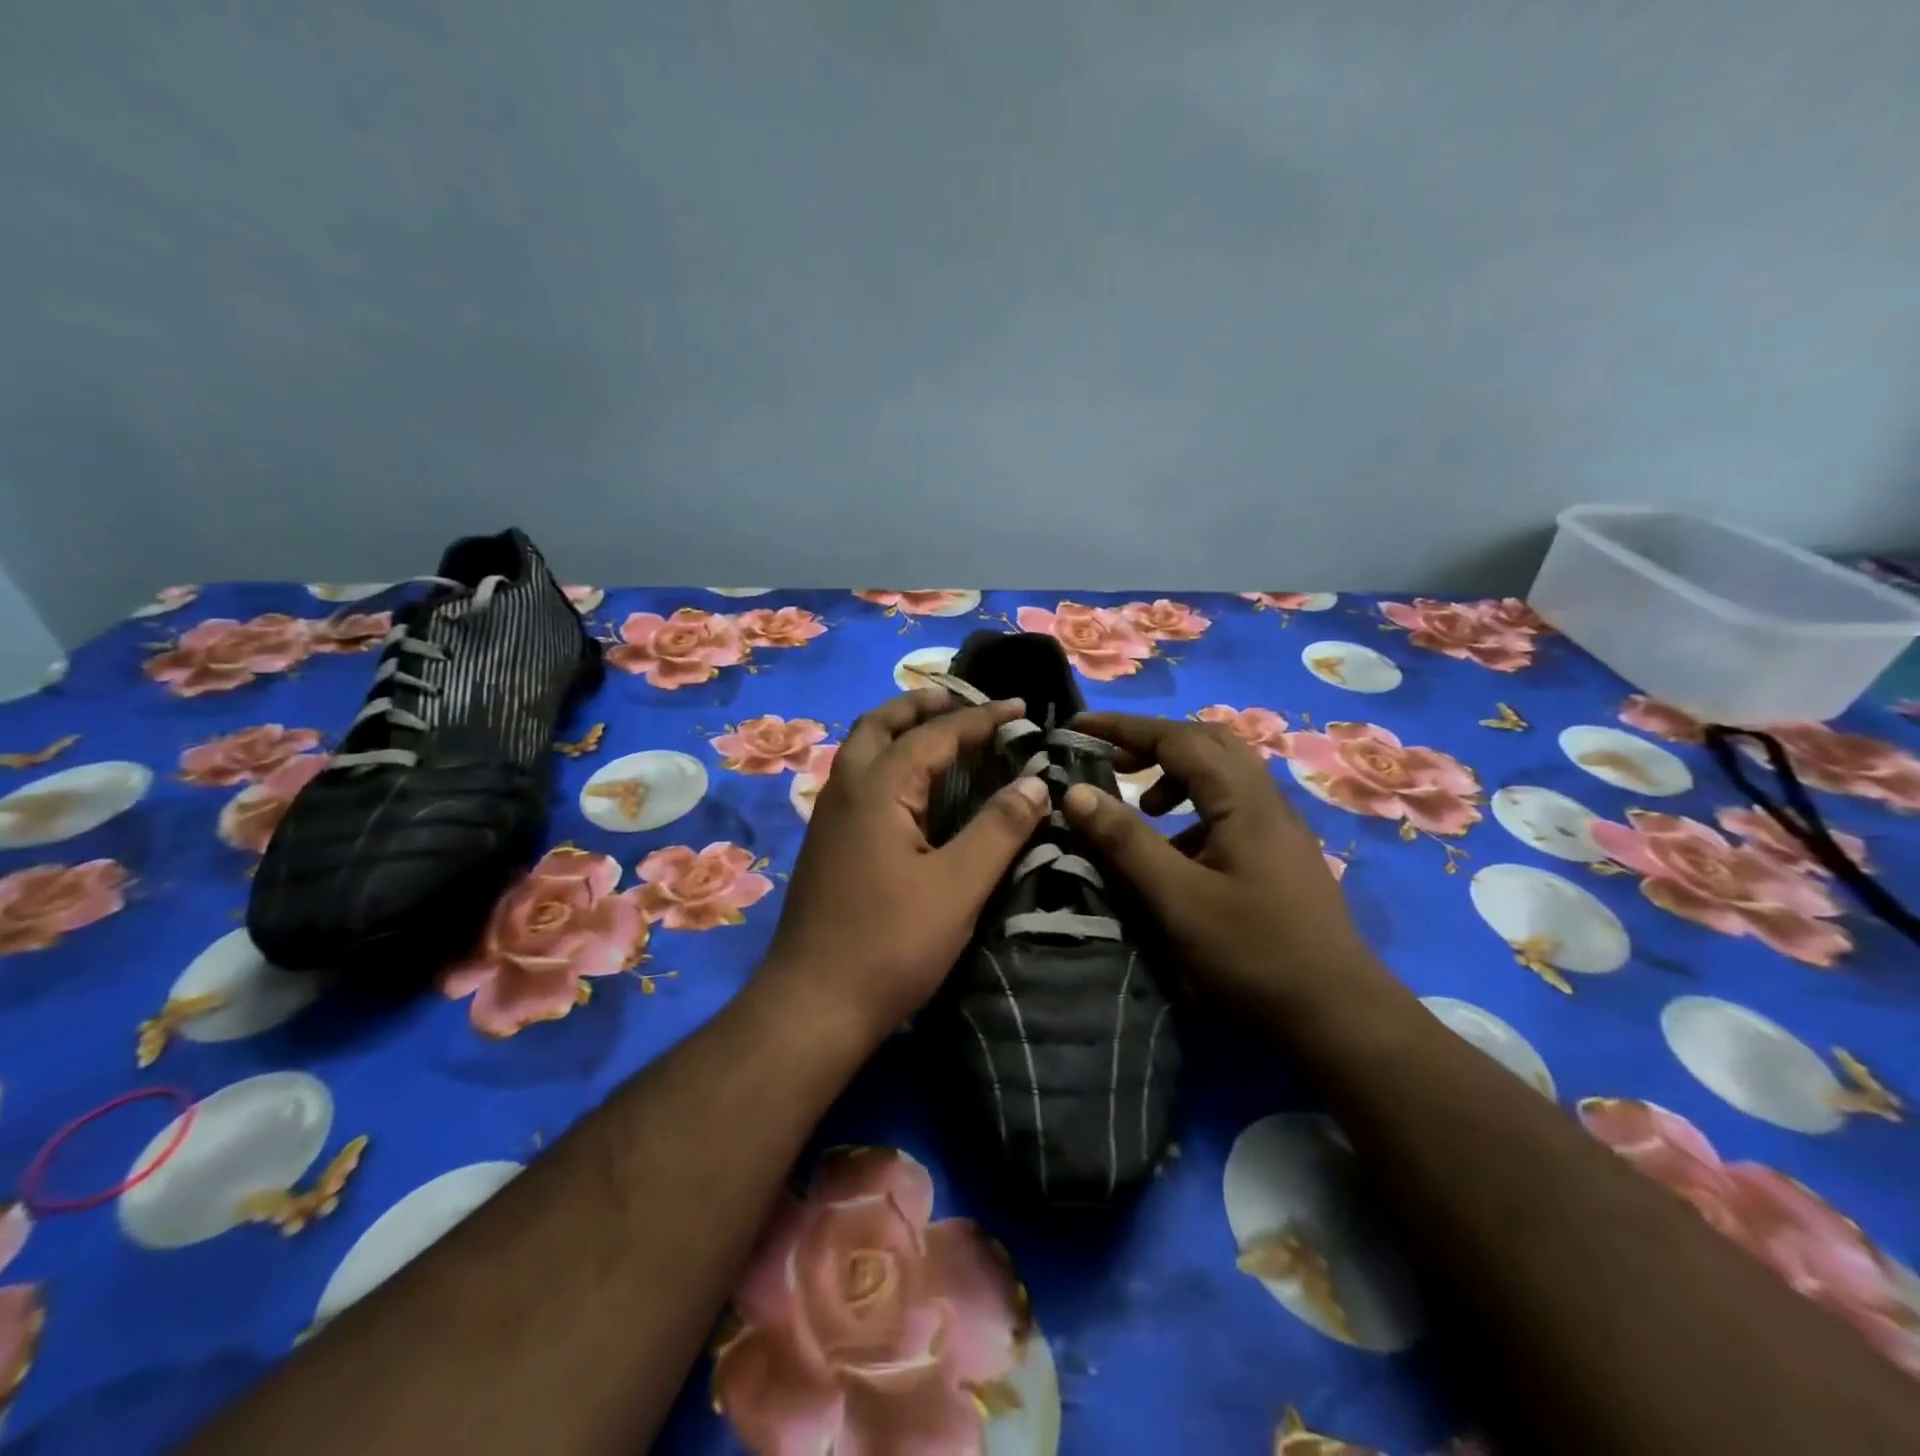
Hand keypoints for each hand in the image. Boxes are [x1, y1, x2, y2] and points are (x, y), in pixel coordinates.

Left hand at [763, 686, 1050, 1045]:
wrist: (813, 1005)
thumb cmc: (890, 944)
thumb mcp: (958, 886)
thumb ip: (1000, 829)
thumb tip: (1035, 783)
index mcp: (877, 788)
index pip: (934, 734)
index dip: (980, 718)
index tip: (1019, 708)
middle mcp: (845, 789)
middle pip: (880, 724)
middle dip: (922, 706)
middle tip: (964, 703)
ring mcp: (828, 817)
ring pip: (862, 751)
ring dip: (899, 731)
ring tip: (940, 733)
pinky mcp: (827, 844)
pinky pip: (859, 780)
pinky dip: (888, 763)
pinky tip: (912, 790)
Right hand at [1061, 713, 1396, 1024]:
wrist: (1337, 1014)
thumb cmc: (1251, 952)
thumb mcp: (1176, 898)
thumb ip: (1125, 841)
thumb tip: (1076, 792)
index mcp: (1242, 800)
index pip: (1177, 738)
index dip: (1124, 728)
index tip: (1078, 726)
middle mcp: (1266, 801)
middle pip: (1208, 743)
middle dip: (1153, 743)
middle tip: (1112, 761)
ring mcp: (1279, 829)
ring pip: (1223, 775)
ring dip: (1176, 775)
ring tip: (1143, 806)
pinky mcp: (1281, 856)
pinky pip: (1231, 808)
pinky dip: (1194, 809)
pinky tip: (1177, 852)